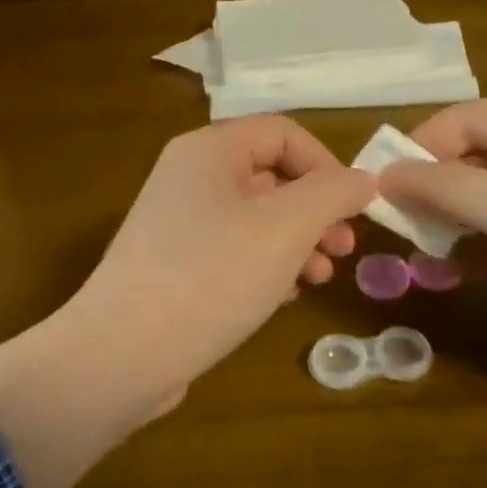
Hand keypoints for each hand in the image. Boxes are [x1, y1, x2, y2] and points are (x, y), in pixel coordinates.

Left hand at [64, 116, 375, 413]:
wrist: (121, 354)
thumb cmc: (211, 277)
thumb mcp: (285, 228)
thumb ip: (332, 194)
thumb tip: (365, 179)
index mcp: (209, 151)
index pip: (283, 133)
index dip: (327, 164)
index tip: (354, 209)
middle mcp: (189, 177)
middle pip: (270, 175)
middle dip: (316, 209)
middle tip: (343, 250)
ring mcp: (177, 223)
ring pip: (255, 217)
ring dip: (296, 241)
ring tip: (319, 278)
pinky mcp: (173, 265)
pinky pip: (232, 250)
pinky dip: (265, 264)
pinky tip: (283, 296)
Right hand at [378, 97, 486, 368]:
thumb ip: (446, 189)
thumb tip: (381, 174)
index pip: (463, 121)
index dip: (417, 151)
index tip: (377, 189)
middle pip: (469, 160)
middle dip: (431, 194)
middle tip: (393, 229)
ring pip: (481, 201)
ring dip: (449, 226)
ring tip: (419, 256)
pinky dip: (474, 251)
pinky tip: (451, 273)